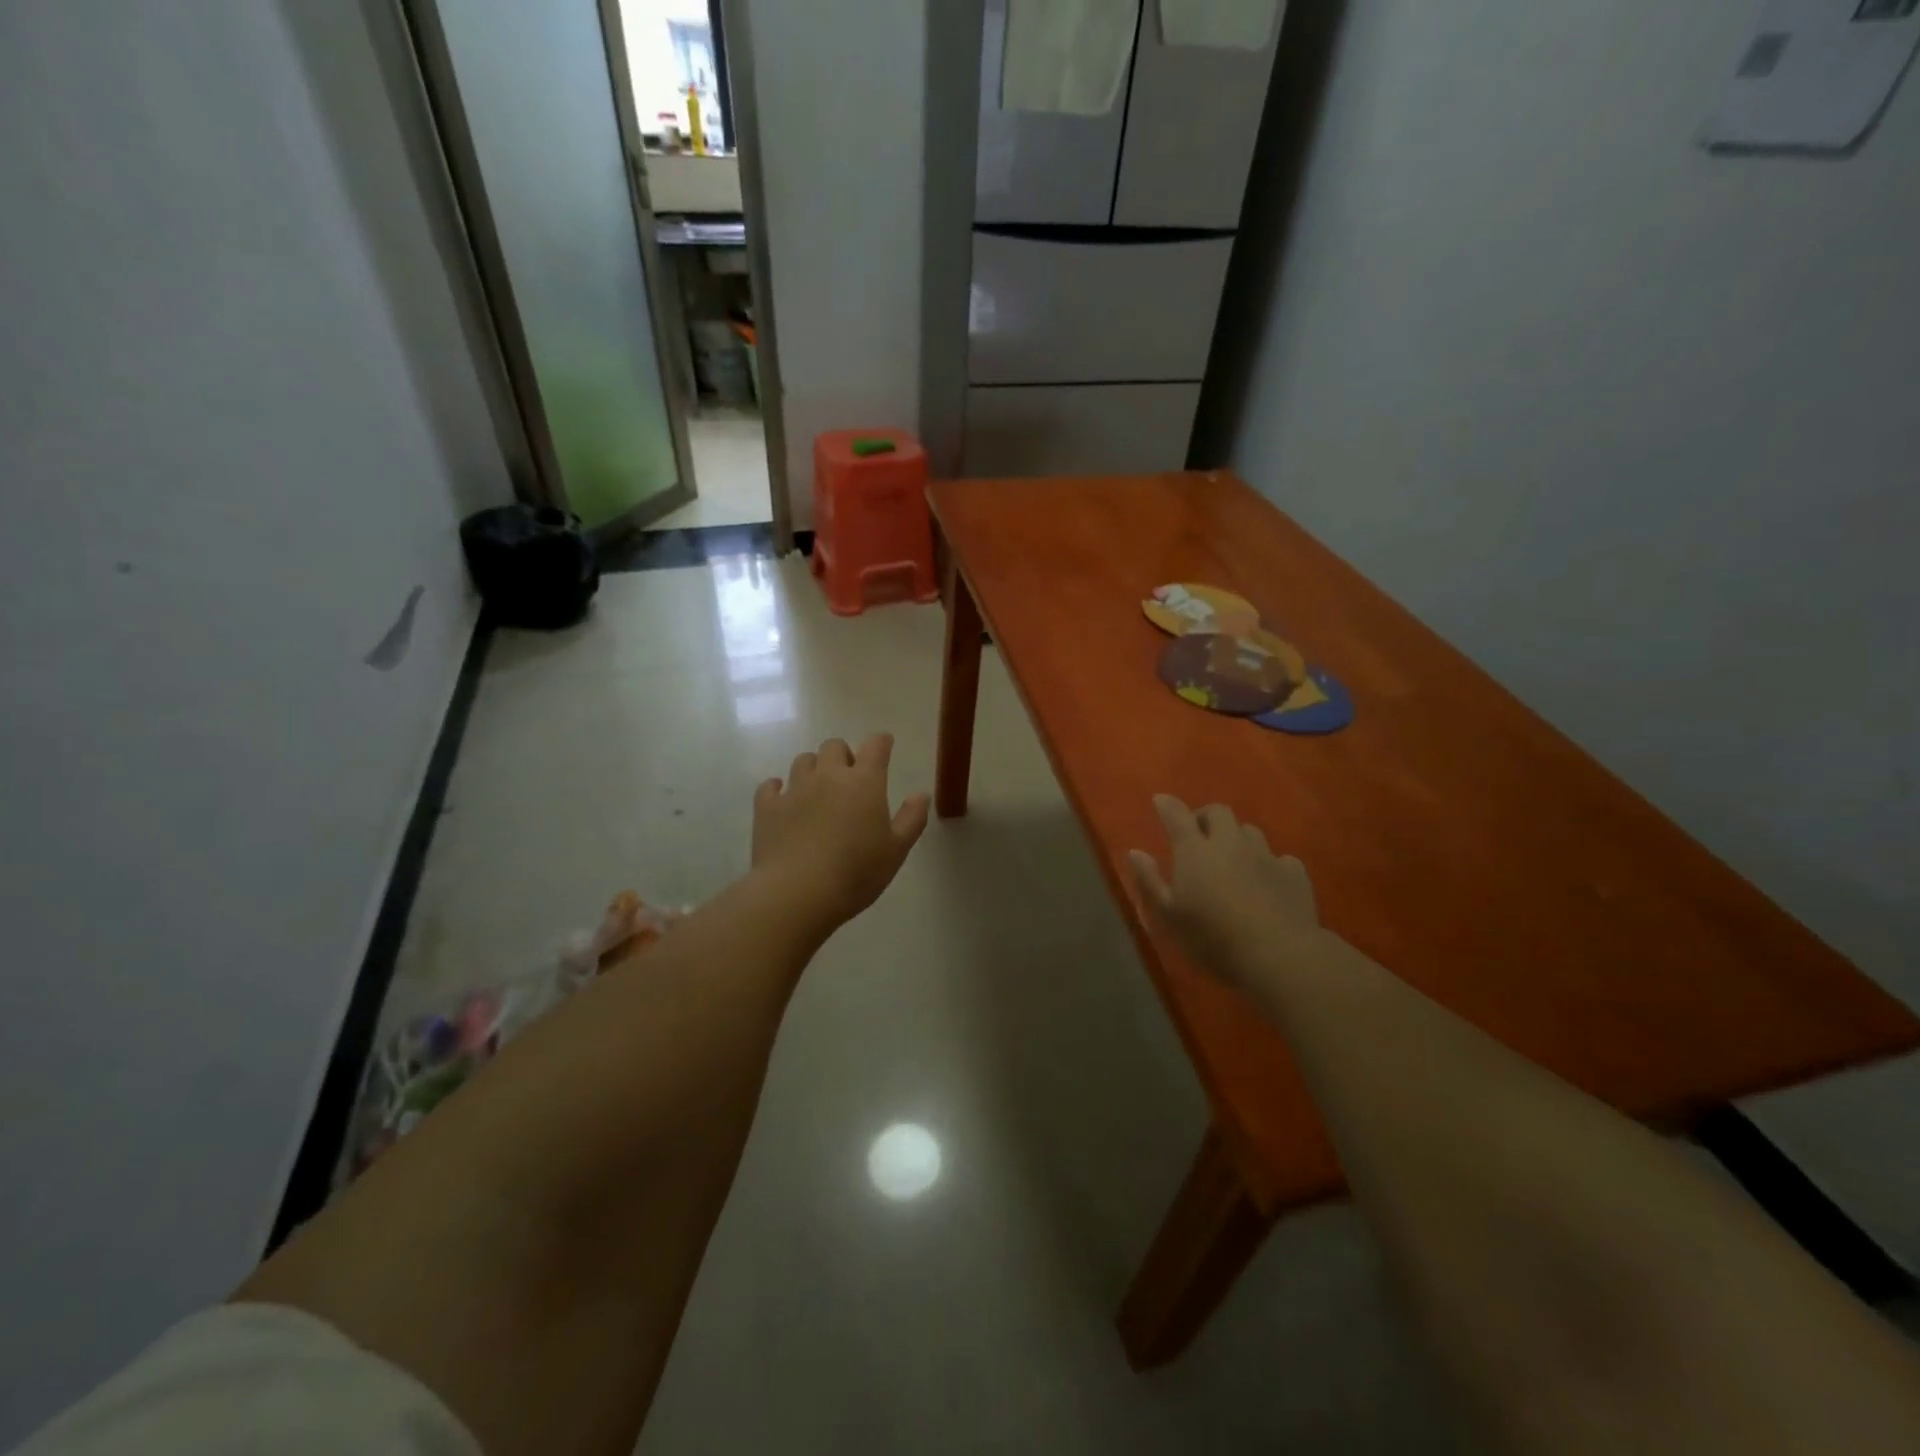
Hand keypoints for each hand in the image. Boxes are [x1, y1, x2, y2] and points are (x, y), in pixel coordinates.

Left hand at [751, 734, 929, 931]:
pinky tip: (784, 800)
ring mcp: (795, 789)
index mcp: (864, 782)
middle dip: (843, 755)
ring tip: (817, 789)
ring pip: (803, 760)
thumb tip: (921, 795)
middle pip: (834, 746)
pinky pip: (771, 785)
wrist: (797, 893)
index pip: (875, 746)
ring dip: (813, 768)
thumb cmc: (856, 873)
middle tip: (849, 777)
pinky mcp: (767, 807)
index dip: (881, 742)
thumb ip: (912, 819)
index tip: (884, 746)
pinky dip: (778, 788)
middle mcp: (828, 776)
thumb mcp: (896, 850)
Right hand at [1128, 795, 1322, 990]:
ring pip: (1249, 831)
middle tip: (1198, 836)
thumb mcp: (1169, 915)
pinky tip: (1266, 881)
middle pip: (1218, 812)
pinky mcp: (1294, 873)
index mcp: (1195, 850)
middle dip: (1205, 817)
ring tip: (1232, 859)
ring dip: (1237, 838)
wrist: (1279, 955)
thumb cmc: (1212, 937)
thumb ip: (1150, 880)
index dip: (1166, 805)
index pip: (1176, 814)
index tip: (1160, 801)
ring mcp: (1265, 855)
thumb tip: (1135, 852)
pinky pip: (1279, 858)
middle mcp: (1230, 843)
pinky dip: (1268, 864)